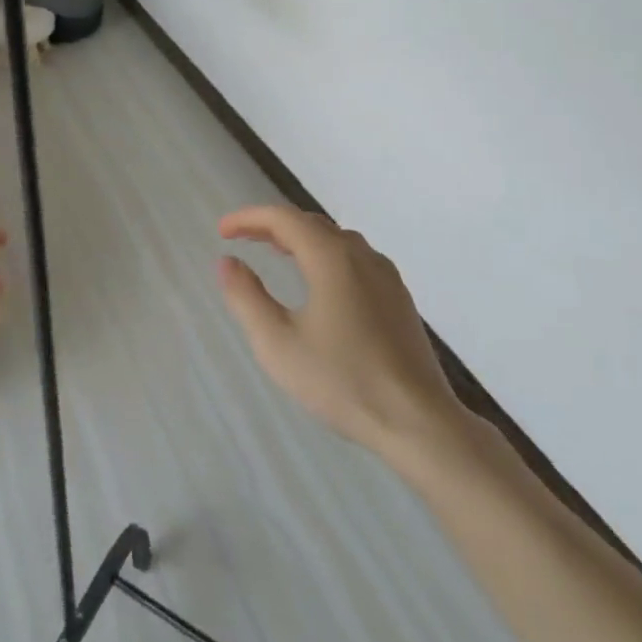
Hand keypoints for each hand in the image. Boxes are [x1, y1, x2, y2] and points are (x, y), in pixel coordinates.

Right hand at [216, 205, 462, 453]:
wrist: (419, 423)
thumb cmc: (342, 381)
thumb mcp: (277, 343)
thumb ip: (246, 297)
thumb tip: (227, 262)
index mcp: (331, 257)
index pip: (283, 218)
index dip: (248, 218)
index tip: (222, 231)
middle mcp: (361, 256)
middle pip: (310, 223)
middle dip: (273, 225)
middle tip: (242, 237)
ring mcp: (386, 277)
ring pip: (336, 240)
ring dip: (301, 238)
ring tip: (276, 252)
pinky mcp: (399, 299)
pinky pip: (355, 259)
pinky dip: (326, 255)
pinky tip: (319, 281)